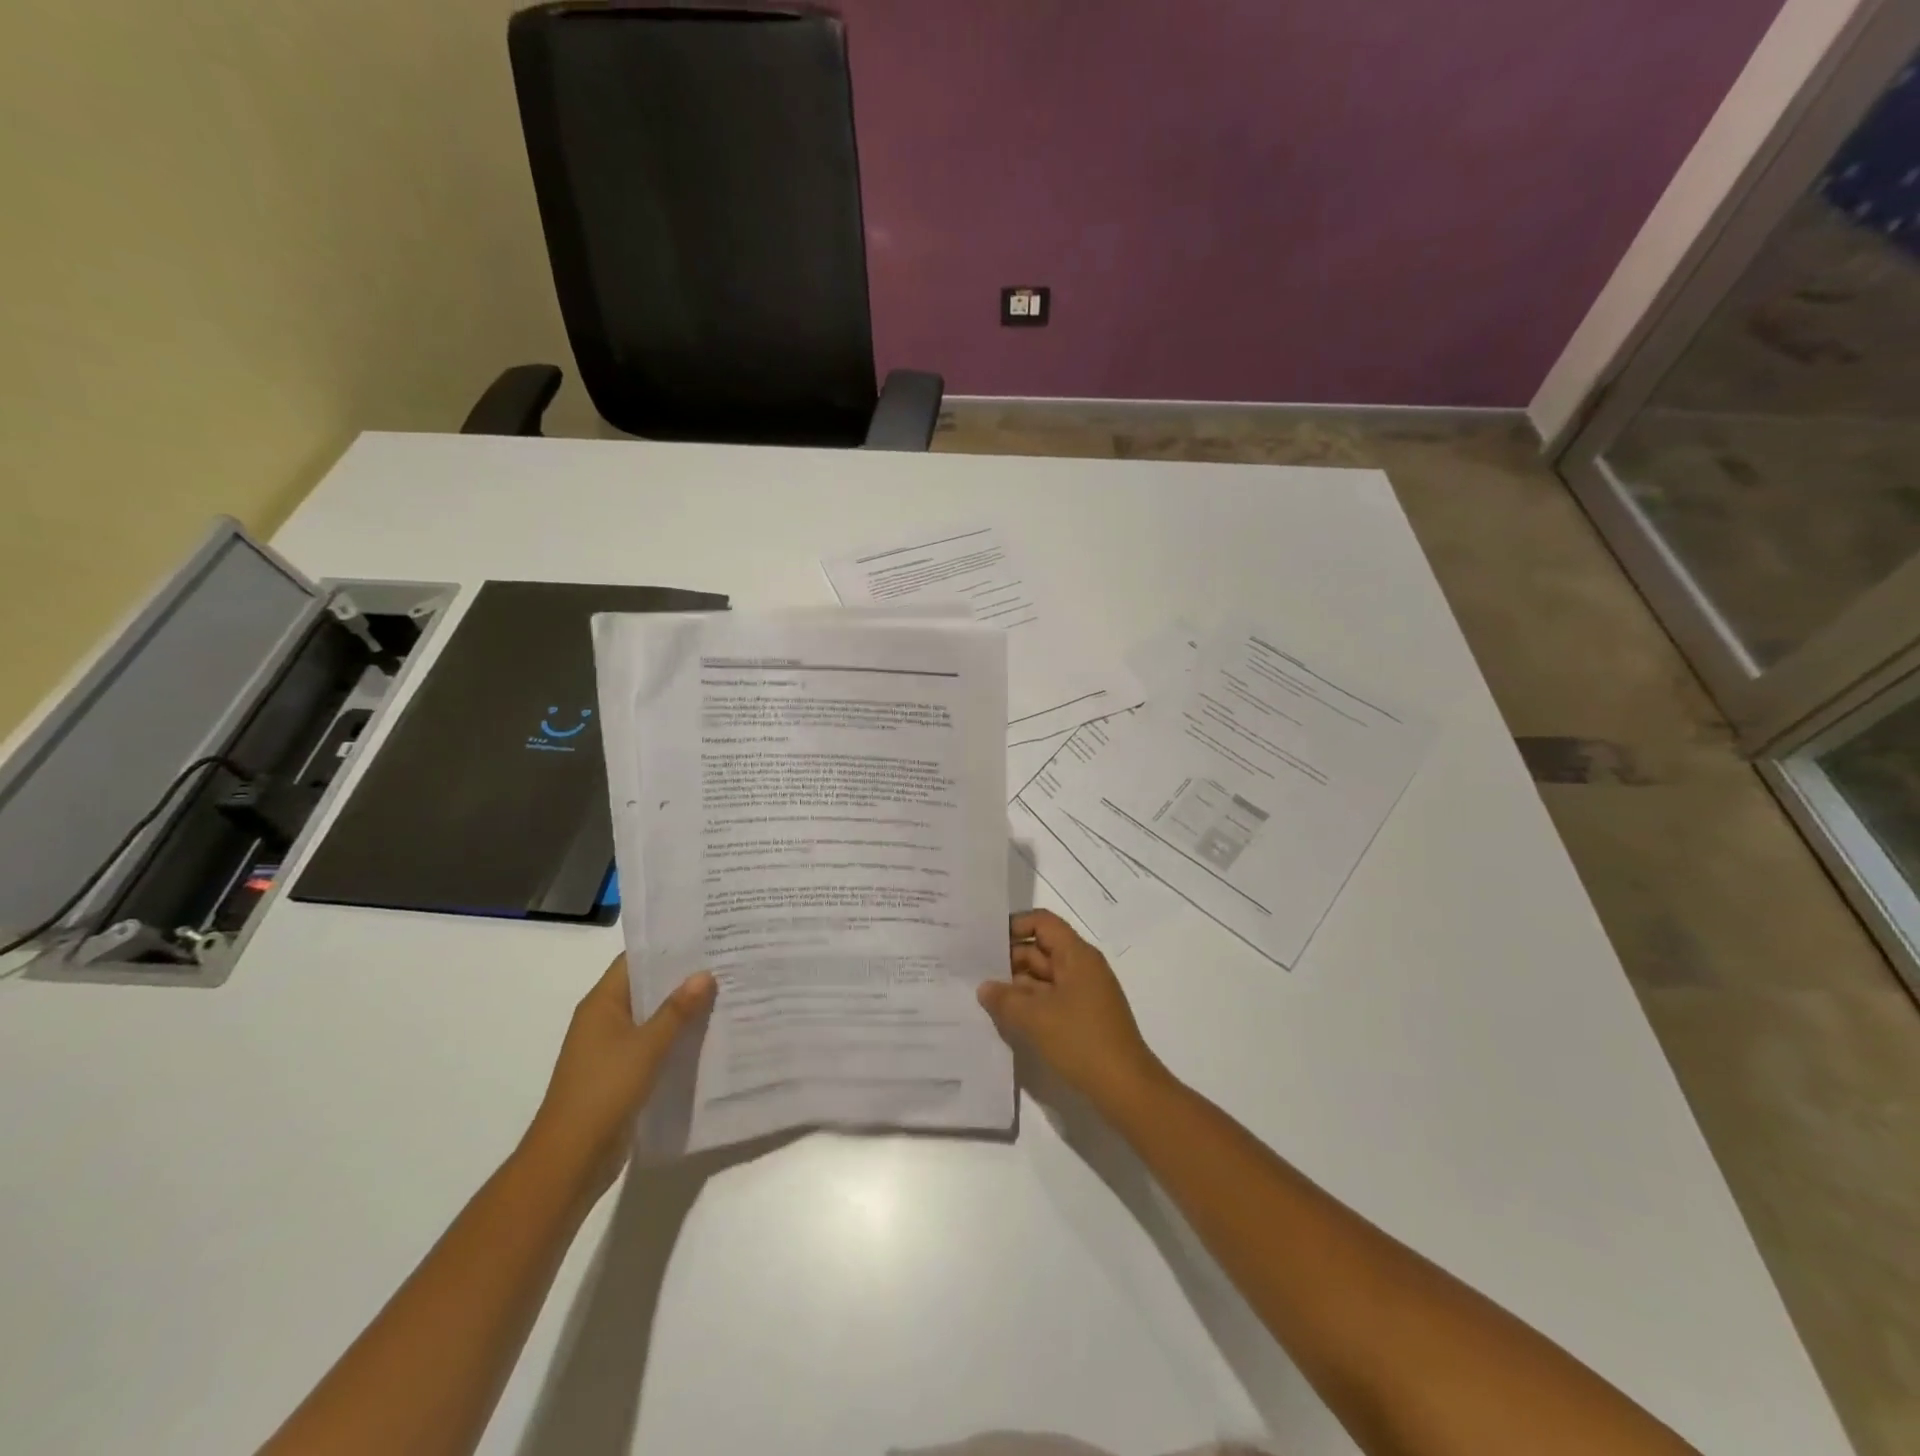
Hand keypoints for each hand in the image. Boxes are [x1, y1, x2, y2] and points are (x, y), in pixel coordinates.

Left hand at [526, 955, 714, 1191]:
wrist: (570, 1159)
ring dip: (683, 1009)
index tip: (706, 935)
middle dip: (683, 977)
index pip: (636, 960)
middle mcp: (605, 1019)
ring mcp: (612, 1048)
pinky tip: (709, 1034)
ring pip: (653, 1017)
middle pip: (647, 987)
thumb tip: (705, 974)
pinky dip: (677, 1037)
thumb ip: (677, 1010)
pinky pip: (654, 1044)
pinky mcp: (622, 1073)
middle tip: (726, 961)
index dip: (668, 946)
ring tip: (726, 992)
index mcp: (602, 1003)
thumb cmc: (603, 1091)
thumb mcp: (647, 1046)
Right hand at [978, 910, 1168, 1113]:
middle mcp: (1081, 967)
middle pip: (1041, 949)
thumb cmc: (1081, 1041)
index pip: (1042, 923)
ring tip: (982, 995)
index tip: (985, 941)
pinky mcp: (1082, 1017)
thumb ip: (1004, 999)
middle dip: (1009, 958)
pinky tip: (1005, 1016)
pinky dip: (1029, 1004)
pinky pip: (1050, 999)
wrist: (1126, 1088)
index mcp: (1077, 955)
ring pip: (1043, 977)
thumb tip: (984, 987)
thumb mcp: (1035, 1018)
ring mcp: (1083, 994)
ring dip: (1016, 985)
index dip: (1014, 926)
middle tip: (974, 971)